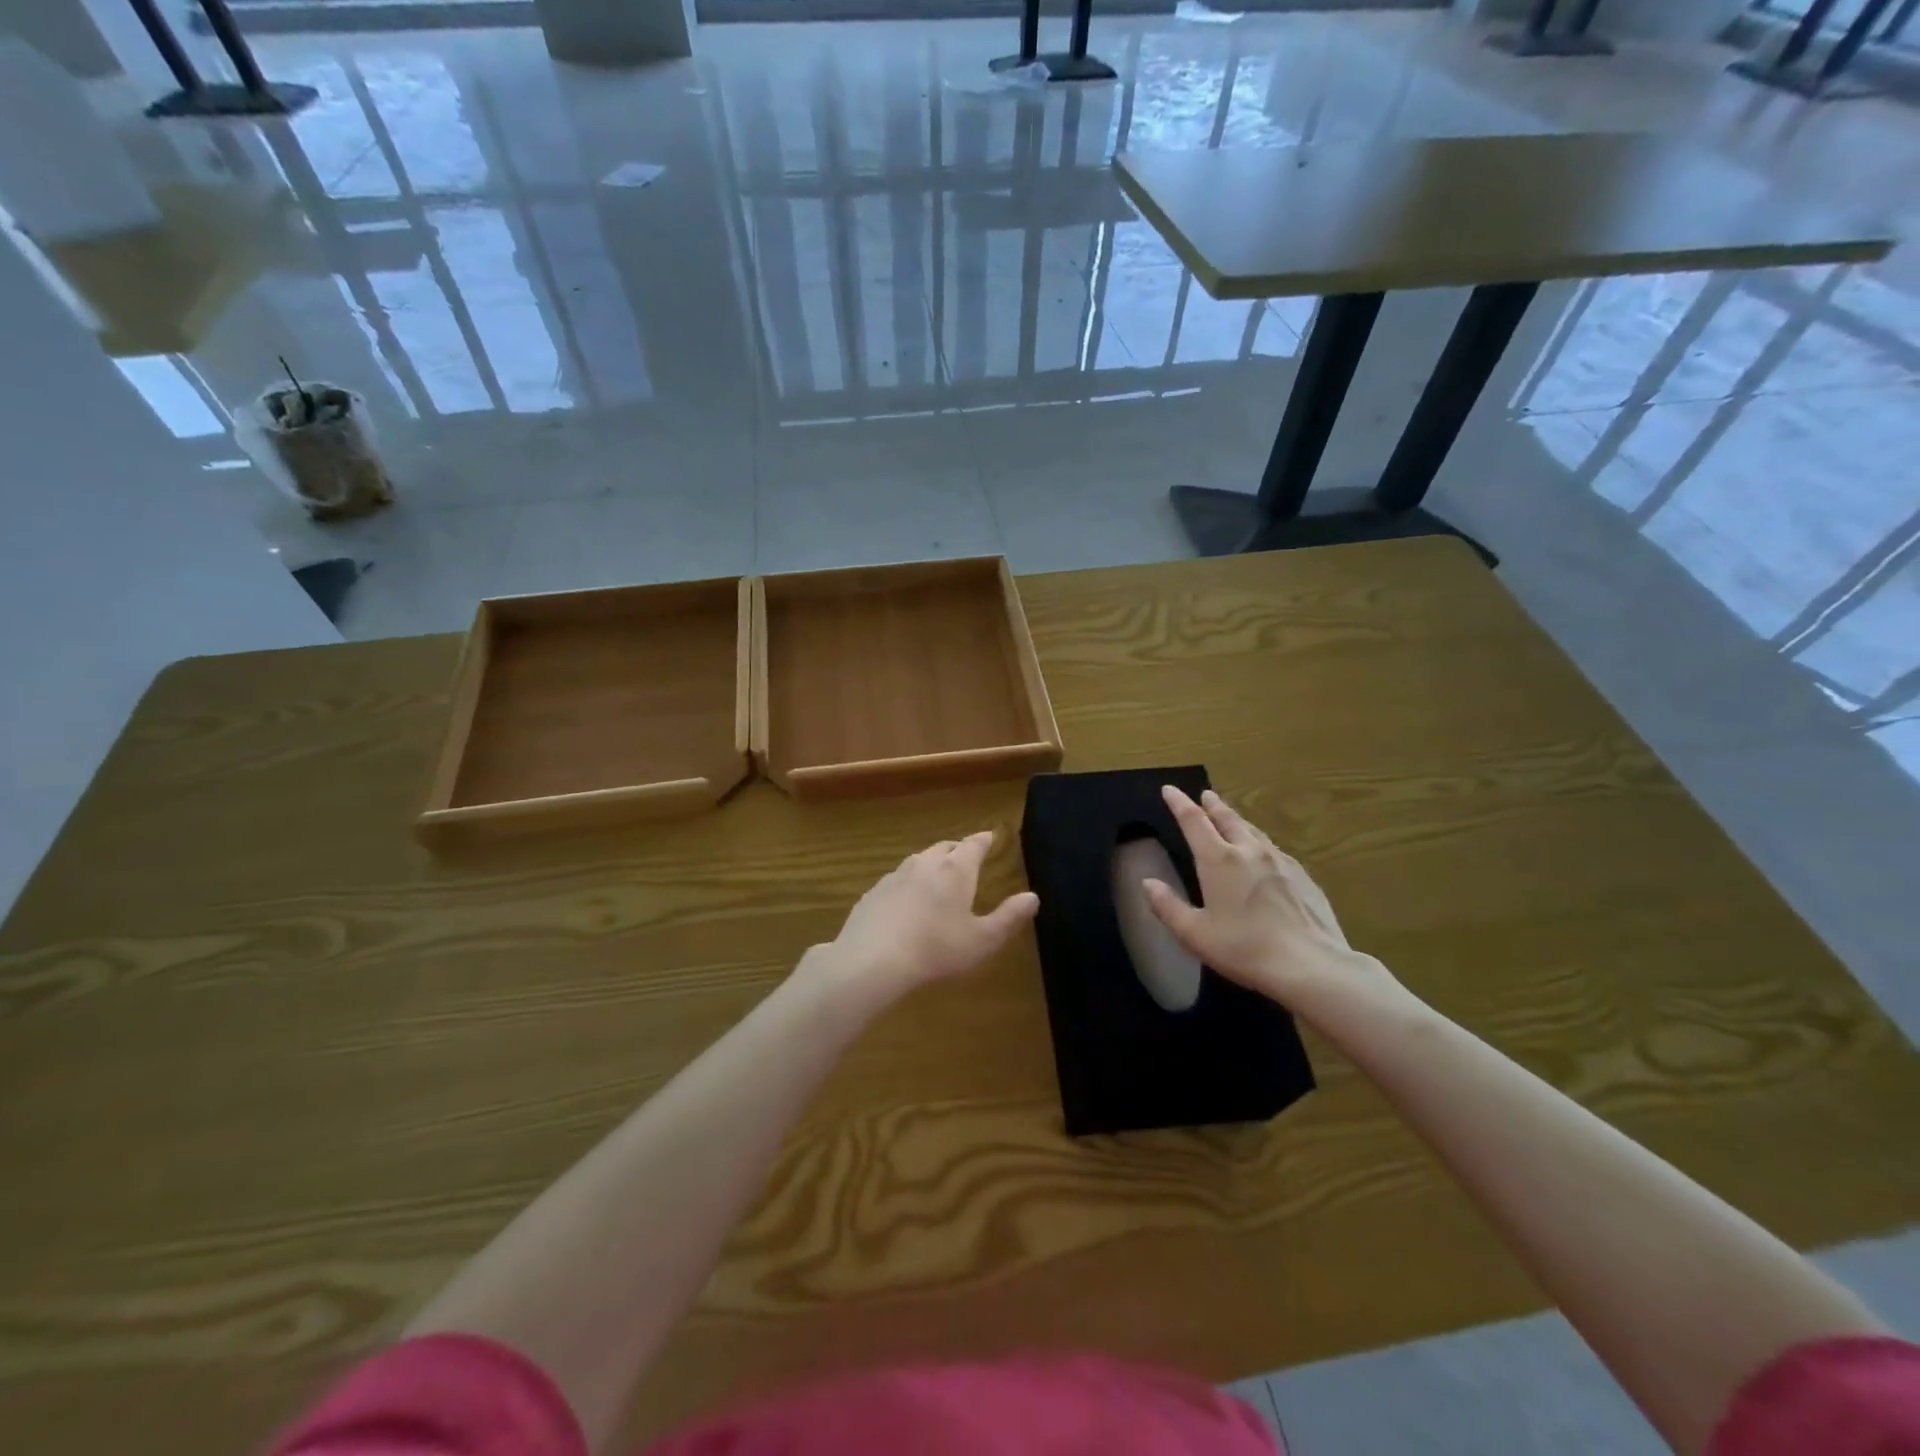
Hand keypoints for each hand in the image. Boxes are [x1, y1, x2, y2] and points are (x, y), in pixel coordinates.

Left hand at [816, 830, 1038, 1008]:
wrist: (873, 959)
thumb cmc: (936, 949)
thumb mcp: (982, 940)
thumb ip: (1009, 917)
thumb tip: (1032, 896)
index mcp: (955, 870)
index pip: (974, 845)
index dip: (984, 840)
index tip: (990, 836)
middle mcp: (925, 864)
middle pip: (945, 847)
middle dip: (958, 849)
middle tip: (966, 856)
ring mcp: (896, 876)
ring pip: (918, 860)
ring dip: (931, 863)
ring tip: (937, 875)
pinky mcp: (874, 892)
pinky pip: (897, 879)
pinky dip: (908, 882)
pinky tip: (906, 900)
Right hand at [1143, 786, 1394, 1010]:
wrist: (1311, 965)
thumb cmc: (1244, 949)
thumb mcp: (1194, 934)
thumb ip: (1168, 906)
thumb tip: (1148, 883)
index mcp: (1218, 860)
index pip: (1193, 821)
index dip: (1179, 803)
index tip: (1169, 789)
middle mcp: (1249, 851)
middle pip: (1227, 818)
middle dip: (1212, 805)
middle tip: (1205, 794)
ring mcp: (1280, 862)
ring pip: (1253, 831)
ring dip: (1237, 820)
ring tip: (1231, 817)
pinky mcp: (1303, 877)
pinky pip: (1275, 849)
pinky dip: (1260, 842)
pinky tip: (1264, 853)